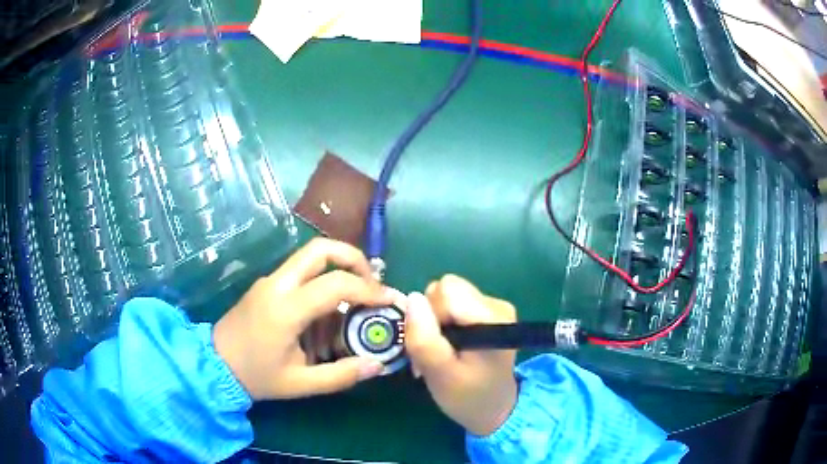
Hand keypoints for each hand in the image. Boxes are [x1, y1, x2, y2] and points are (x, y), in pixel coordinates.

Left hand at [213, 238, 395, 400]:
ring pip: (311, 257)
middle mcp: (278, 284)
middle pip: (321, 249)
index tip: (389, 301)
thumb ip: (341, 375)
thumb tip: (377, 365)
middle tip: (372, 284)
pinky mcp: (267, 285)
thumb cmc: (256, 376)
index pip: (336, 284)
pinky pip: (301, 273)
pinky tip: (325, 319)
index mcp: (286, 309)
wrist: (214, 365)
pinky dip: (321, 285)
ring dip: (338, 273)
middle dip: (354, 259)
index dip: (369, 289)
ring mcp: (270, 280)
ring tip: (351, 307)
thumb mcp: (300, 383)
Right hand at [404, 275, 517, 435]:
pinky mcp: (487, 311)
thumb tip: (412, 298)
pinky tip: (450, 346)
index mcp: (492, 318)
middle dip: (431, 316)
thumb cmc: (468, 397)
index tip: (433, 344)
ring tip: (441, 350)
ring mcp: (493, 306)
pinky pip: (453, 303)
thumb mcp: (440, 376)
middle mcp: (496, 304)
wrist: (494, 408)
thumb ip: (424, 339)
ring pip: (446, 295)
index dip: (430, 314)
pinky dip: (443, 322)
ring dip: (435, 320)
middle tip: (435, 350)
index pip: (446, 291)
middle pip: (446, 288)